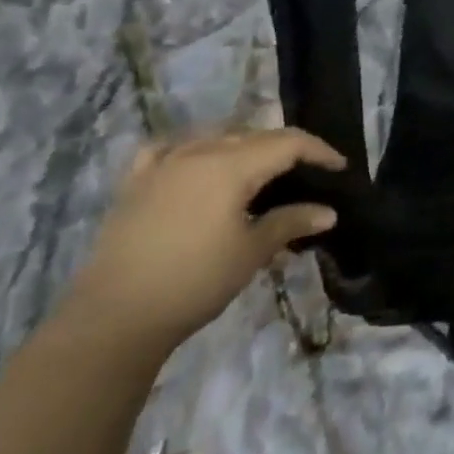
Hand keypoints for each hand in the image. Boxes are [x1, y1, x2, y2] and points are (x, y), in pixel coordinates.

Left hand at [63, 129, 343, 350]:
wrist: (113, 317)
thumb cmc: (194, 281)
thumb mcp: (251, 252)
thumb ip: (291, 222)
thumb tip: (329, 212)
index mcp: (231, 164)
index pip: (288, 142)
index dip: (319, 151)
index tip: (340, 168)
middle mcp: (198, 151)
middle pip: (254, 136)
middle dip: (285, 150)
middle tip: (306, 175)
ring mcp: (163, 163)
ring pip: (215, 138)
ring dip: (244, 148)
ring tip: (260, 172)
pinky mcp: (136, 182)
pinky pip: (170, 148)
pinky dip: (192, 148)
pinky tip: (196, 161)